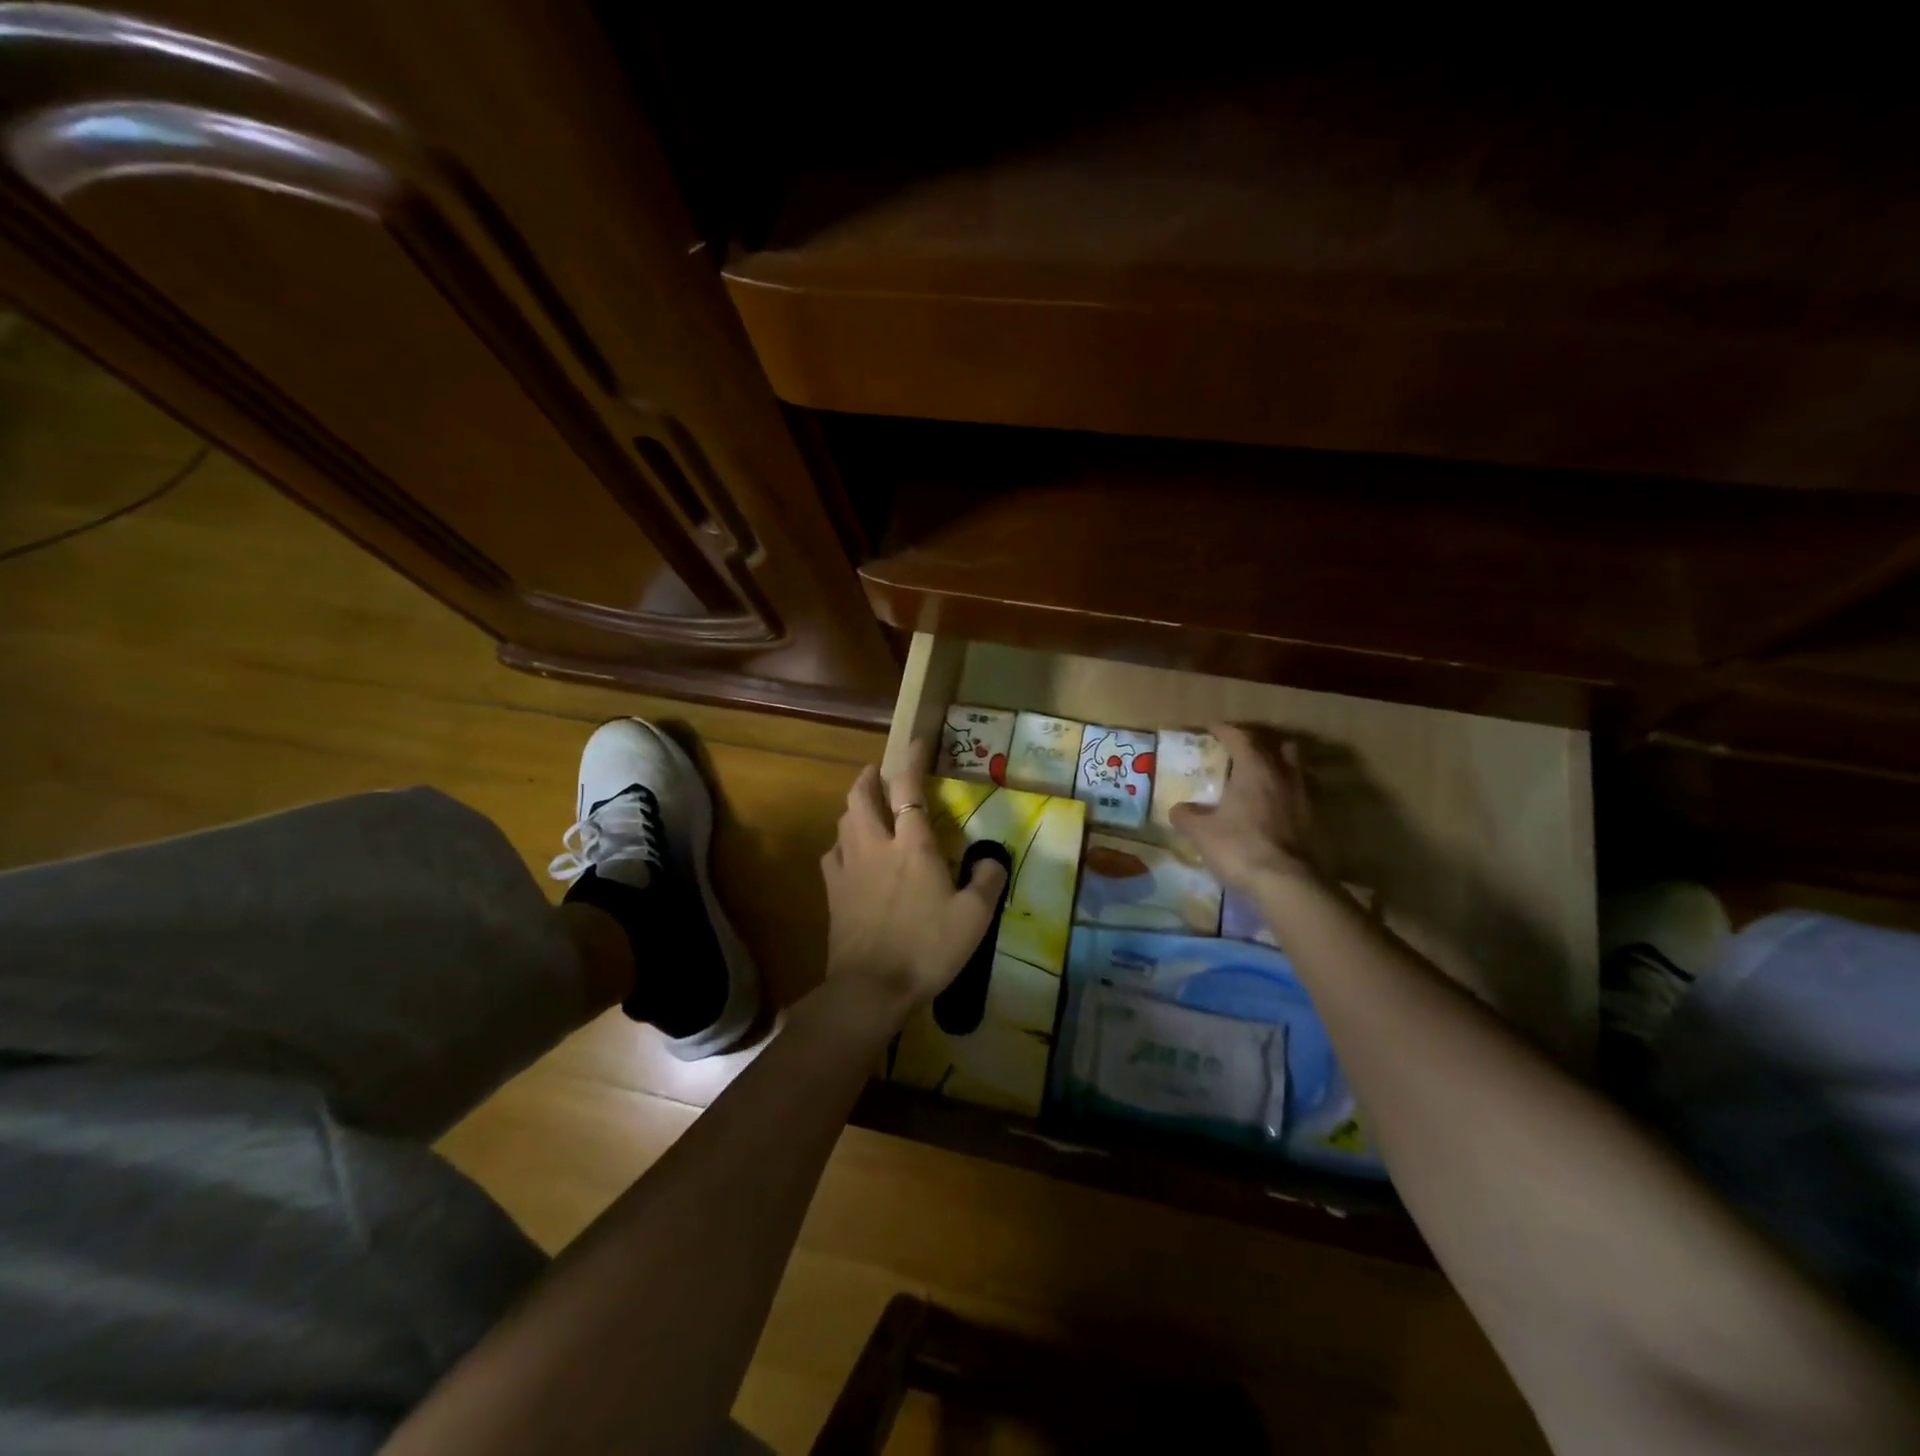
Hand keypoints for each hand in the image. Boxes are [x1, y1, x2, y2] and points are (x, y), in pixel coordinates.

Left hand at [820, 739, 1008, 1014]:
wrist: (871, 988)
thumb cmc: (927, 948)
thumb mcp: (974, 918)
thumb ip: (988, 881)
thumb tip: (994, 859)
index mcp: (912, 845)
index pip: (907, 788)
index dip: (910, 760)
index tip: (916, 743)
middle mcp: (875, 845)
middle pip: (861, 797)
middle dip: (867, 777)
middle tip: (876, 772)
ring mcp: (848, 868)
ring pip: (843, 822)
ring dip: (853, 807)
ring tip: (864, 809)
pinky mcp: (832, 892)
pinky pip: (831, 855)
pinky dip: (841, 844)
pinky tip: (847, 853)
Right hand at [1169, 722, 1324, 892]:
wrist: (1287, 884)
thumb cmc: (1239, 847)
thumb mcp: (1202, 833)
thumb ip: (1187, 816)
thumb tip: (1178, 809)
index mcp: (1255, 769)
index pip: (1240, 737)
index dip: (1225, 730)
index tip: (1212, 728)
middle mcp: (1283, 776)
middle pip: (1278, 746)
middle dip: (1260, 744)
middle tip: (1241, 752)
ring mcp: (1303, 799)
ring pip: (1293, 770)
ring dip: (1276, 769)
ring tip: (1257, 781)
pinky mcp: (1314, 822)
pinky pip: (1298, 796)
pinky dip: (1283, 795)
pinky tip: (1269, 810)